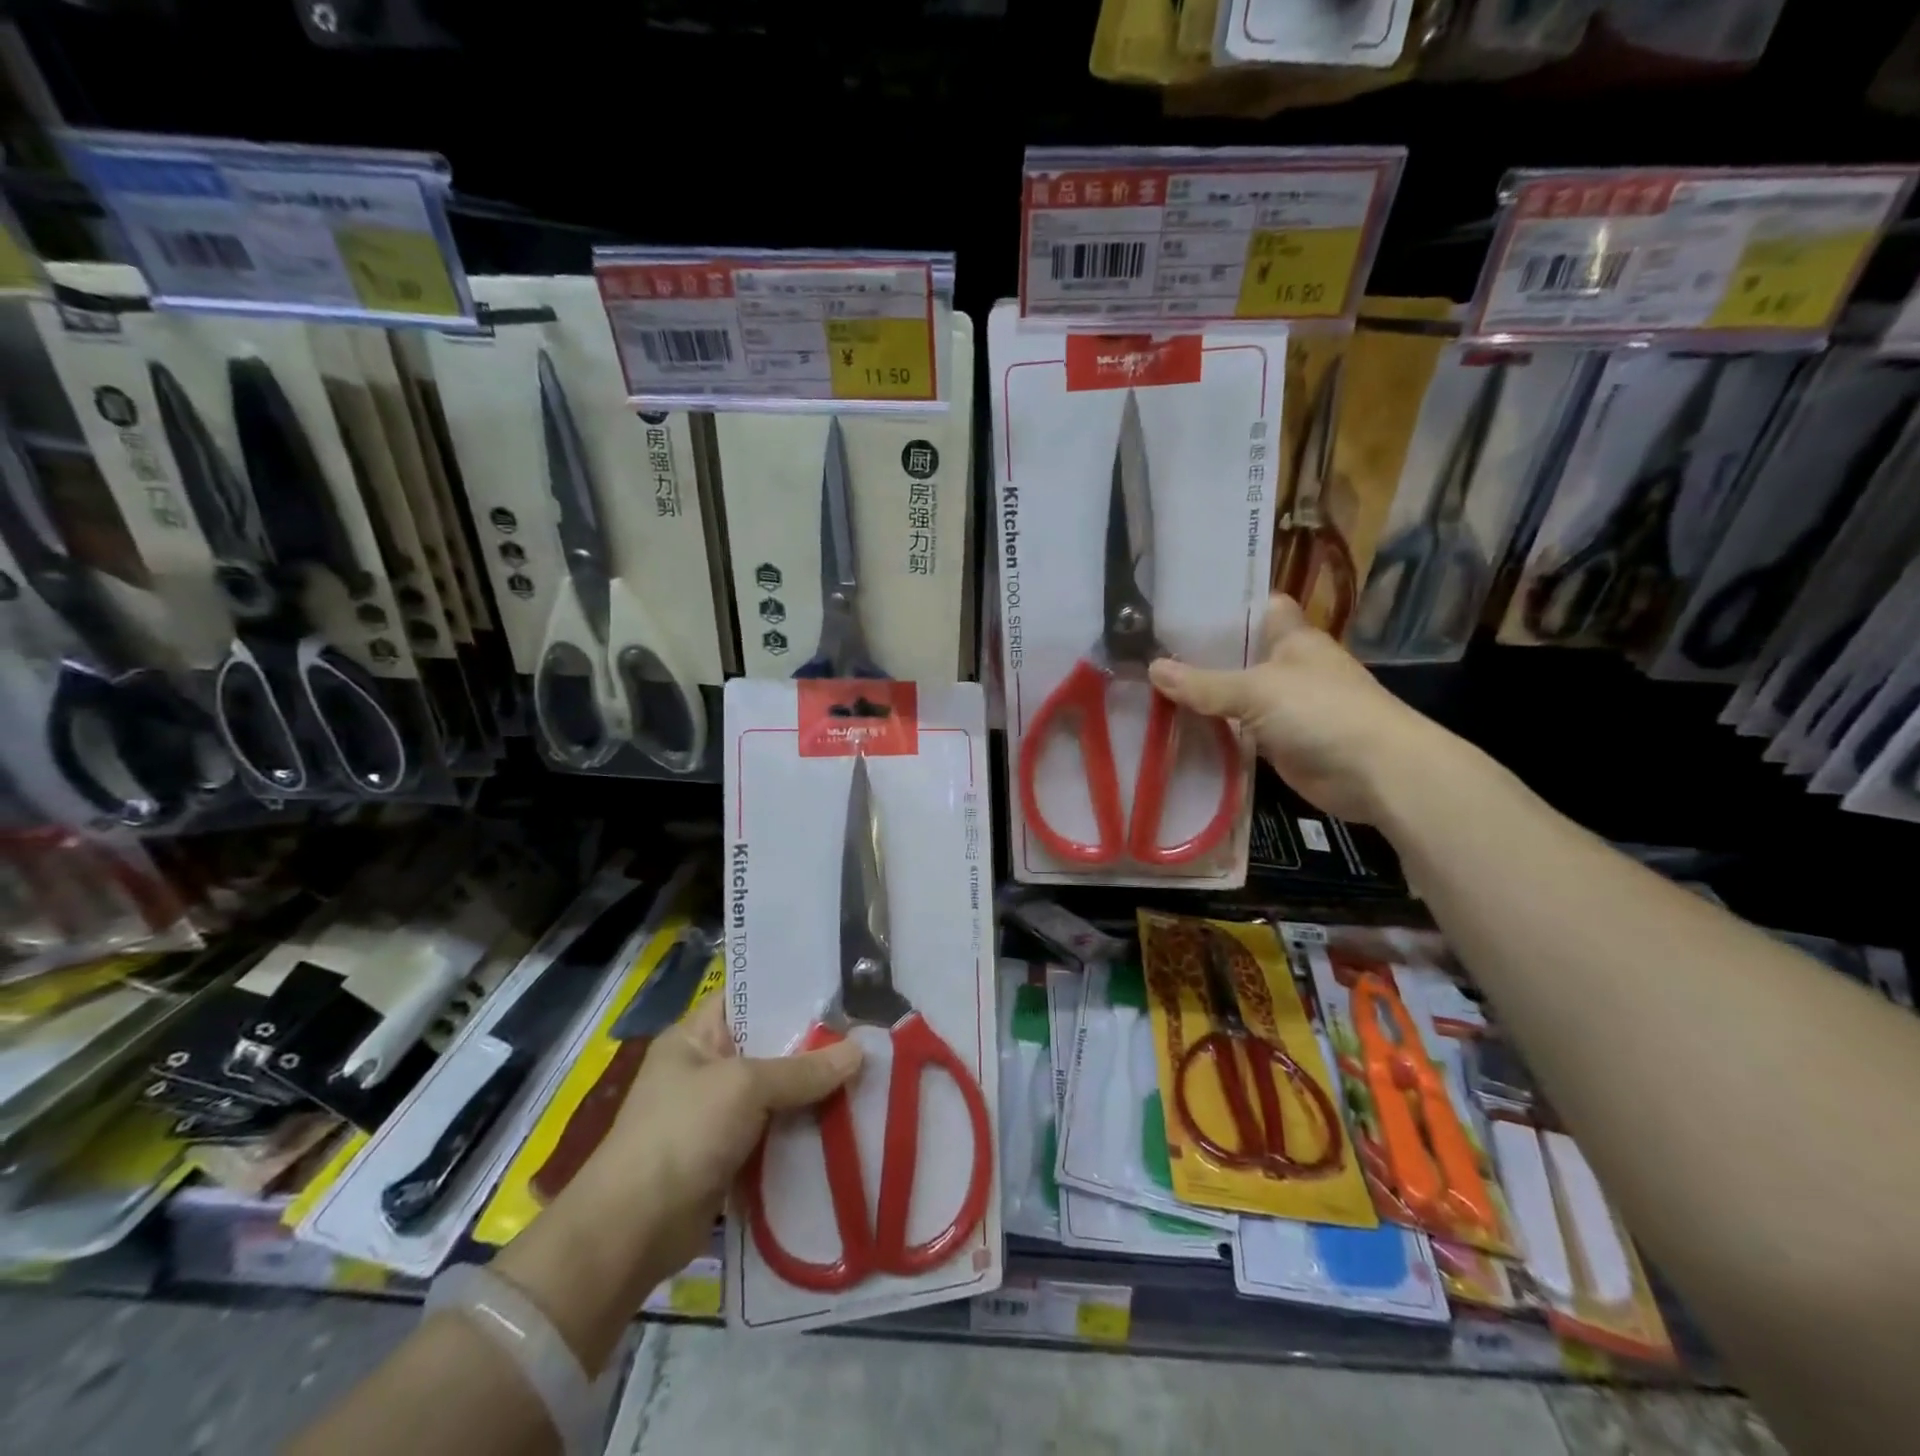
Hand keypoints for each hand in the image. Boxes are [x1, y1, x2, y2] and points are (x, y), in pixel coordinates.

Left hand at [591, 995, 862, 1271]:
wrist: (633, 1231)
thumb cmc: (682, 1133)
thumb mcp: (745, 1087)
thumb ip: (803, 1070)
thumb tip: (860, 1051)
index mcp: (695, 1036)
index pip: (747, 996)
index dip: (790, 991)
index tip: (840, 991)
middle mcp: (706, 1068)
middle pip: (769, 1046)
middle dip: (814, 1047)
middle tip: (866, 1037)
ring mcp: (716, 1114)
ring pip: (776, 1091)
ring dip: (813, 1092)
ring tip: (866, 1077)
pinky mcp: (728, 1154)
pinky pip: (774, 1130)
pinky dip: (802, 1129)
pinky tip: (844, 1123)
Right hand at [1147, 594, 1459, 824]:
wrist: (1375, 773)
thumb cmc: (1322, 711)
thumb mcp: (1257, 690)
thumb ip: (1204, 683)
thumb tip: (1152, 669)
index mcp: (1293, 638)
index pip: (1257, 607)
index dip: (1224, 604)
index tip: (1178, 605)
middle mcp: (1288, 667)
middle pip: (1238, 653)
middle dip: (1199, 654)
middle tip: (1146, 650)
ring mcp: (1284, 707)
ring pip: (1235, 695)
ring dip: (1202, 696)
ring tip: (1148, 687)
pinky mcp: (1278, 742)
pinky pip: (1238, 731)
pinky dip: (1213, 731)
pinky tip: (1175, 728)